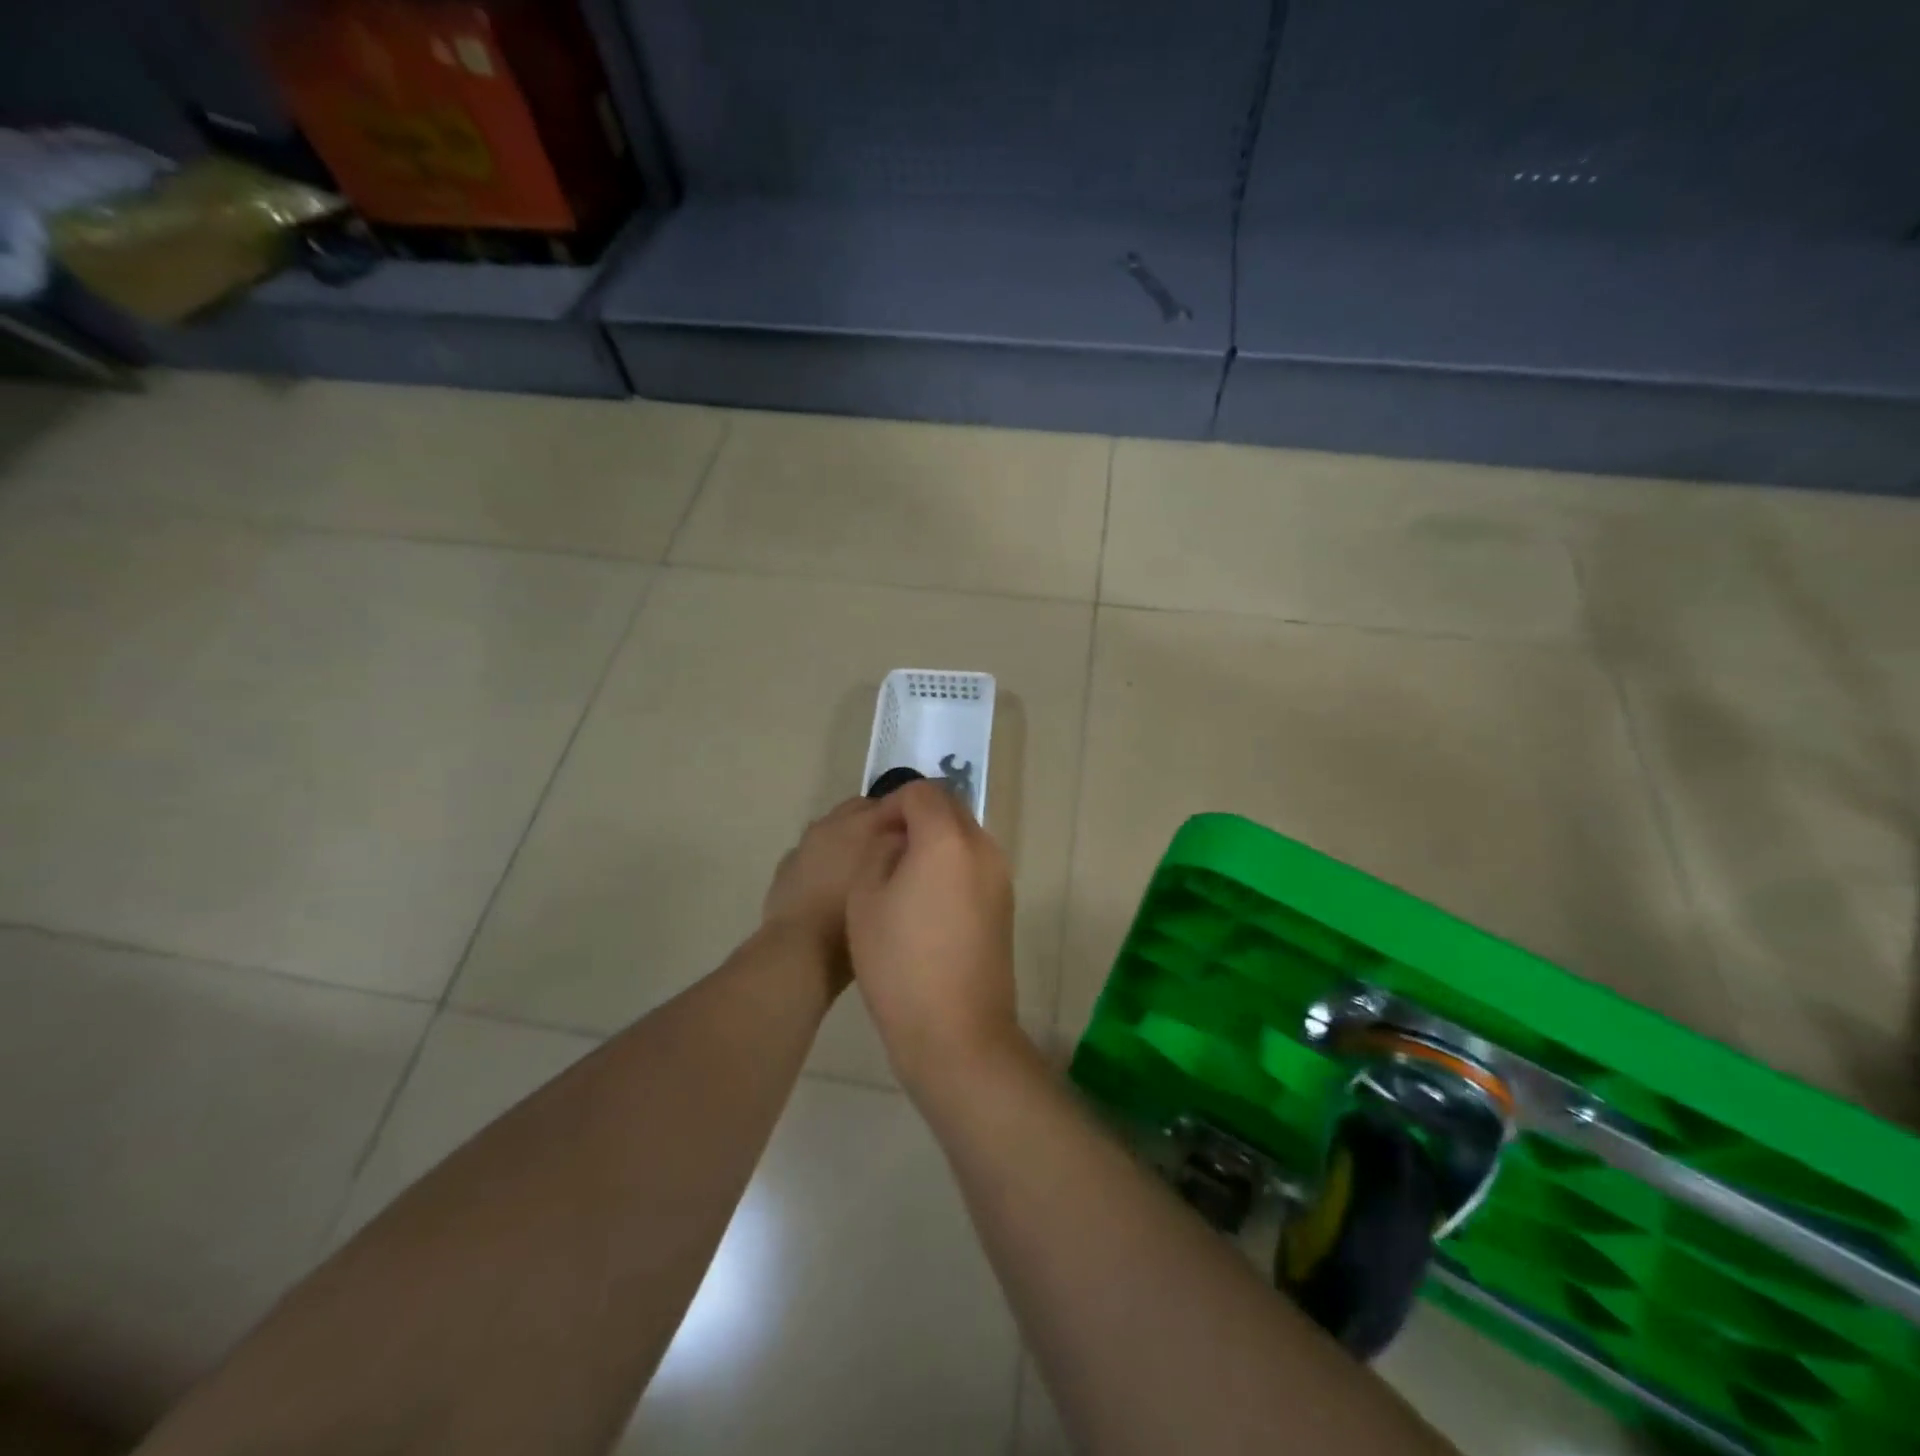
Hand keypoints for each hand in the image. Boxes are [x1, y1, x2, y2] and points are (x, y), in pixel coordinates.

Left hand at [762, 797, 898, 988]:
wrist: (799, 948)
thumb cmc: (855, 917)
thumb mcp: (895, 885)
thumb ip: (905, 855)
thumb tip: (913, 841)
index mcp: (863, 823)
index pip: (896, 801)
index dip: (911, 814)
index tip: (924, 833)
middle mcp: (833, 823)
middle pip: (864, 809)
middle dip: (880, 822)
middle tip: (896, 850)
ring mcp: (806, 842)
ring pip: (836, 828)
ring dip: (850, 838)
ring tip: (864, 867)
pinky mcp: (787, 864)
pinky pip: (813, 851)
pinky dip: (826, 858)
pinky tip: (832, 882)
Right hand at [847, 780, 1019, 1098]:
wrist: (956, 1030)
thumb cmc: (900, 962)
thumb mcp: (866, 898)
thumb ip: (880, 851)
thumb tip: (898, 838)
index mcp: (947, 838)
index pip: (922, 792)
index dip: (892, 804)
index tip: (872, 834)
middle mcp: (983, 847)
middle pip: (949, 808)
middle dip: (916, 818)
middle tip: (885, 852)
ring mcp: (1000, 876)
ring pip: (964, 836)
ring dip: (934, 842)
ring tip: (903, 880)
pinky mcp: (1006, 904)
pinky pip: (975, 865)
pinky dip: (951, 866)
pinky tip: (927, 905)